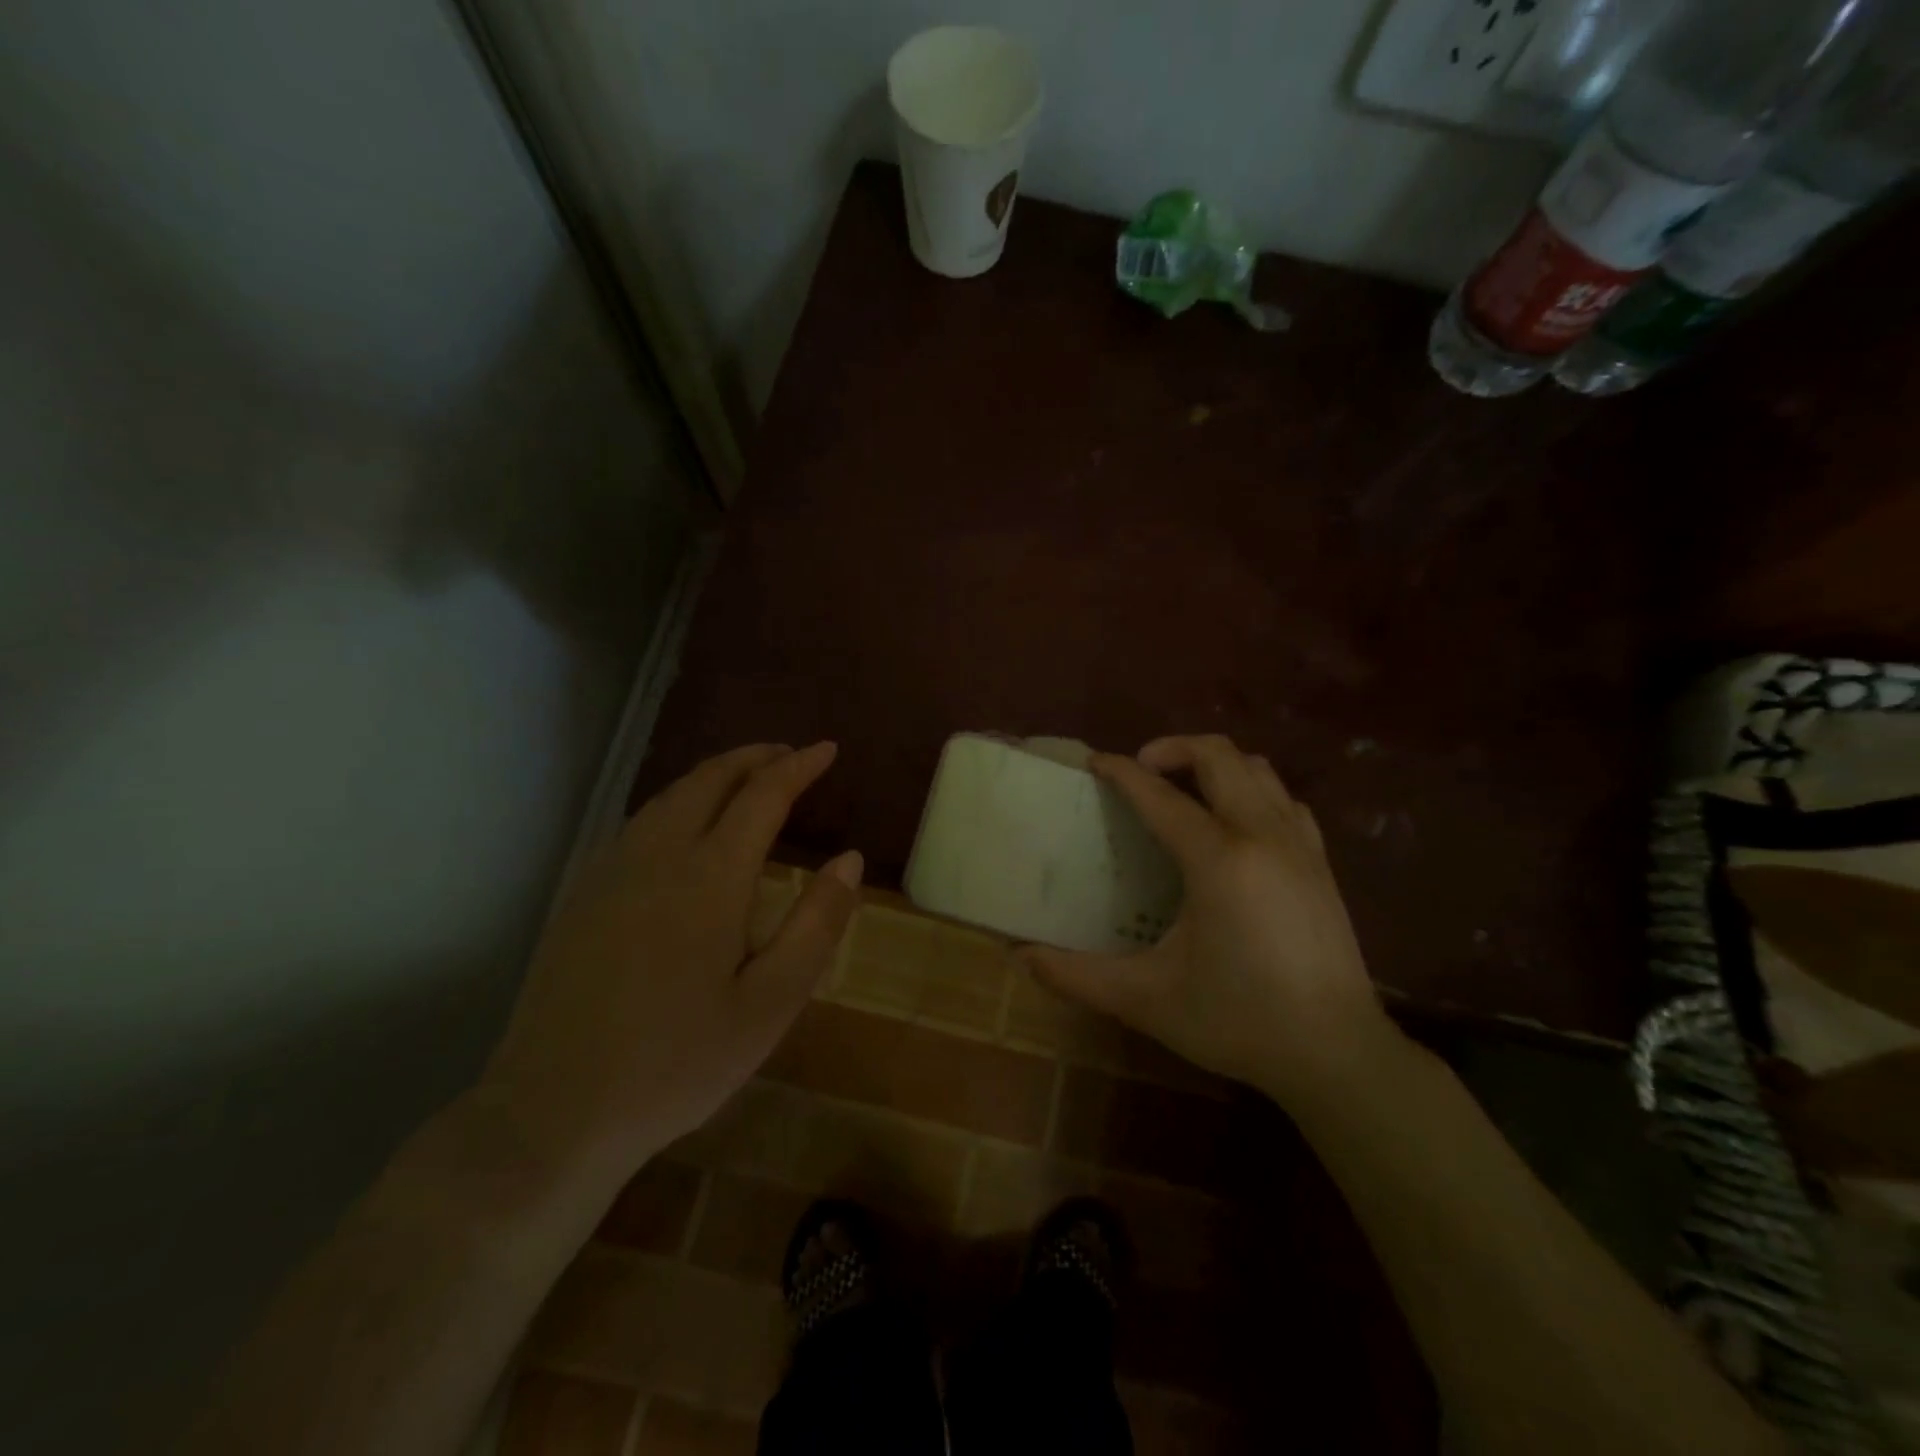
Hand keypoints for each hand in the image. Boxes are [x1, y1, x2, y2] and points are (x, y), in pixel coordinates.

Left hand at [479, 743, 861, 1190]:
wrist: (552, 1112)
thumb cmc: (678, 1063)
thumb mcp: (771, 1004)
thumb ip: (816, 924)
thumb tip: (850, 859)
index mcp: (710, 876)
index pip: (763, 795)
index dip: (799, 767)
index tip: (827, 750)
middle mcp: (658, 855)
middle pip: (710, 780)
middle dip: (755, 758)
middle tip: (790, 755)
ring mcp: (612, 871)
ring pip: (670, 796)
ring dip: (715, 775)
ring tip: (747, 778)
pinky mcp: (583, 894)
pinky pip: (641, 822)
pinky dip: (679, 802)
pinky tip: (686, 826)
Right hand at [1023, 735, 1398, 1104]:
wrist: (1336, 1053)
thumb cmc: (1238, 1021)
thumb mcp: (1147, 999)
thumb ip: (1077, 975)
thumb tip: (1021, 957)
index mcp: (1218, 860)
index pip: (1160, 796)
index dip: (1122, 772)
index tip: (1094, 763)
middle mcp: (1262, 836)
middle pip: (1218, 756)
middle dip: (1172, 748)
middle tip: (1139, 771)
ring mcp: (1299, 845)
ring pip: (1257, 769)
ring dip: (1214, 765)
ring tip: (1182, 790)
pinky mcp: (1322, 862)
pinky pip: (1283, 799)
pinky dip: (1251, 791)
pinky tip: (1233, 825)